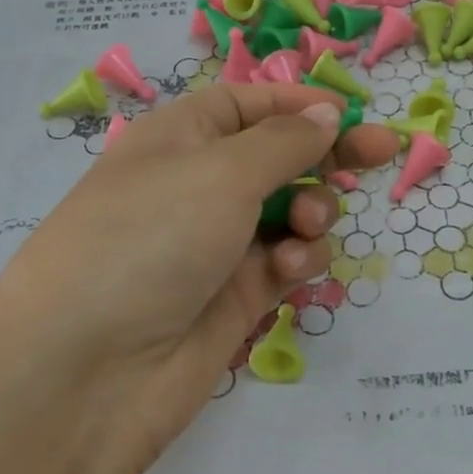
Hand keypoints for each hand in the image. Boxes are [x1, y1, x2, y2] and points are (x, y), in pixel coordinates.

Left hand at [0, 83, 396, 473]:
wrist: (91, 369)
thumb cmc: (150, 239)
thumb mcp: (220, 172)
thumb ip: (285, 142)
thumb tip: (325, 114)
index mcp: (179, 138)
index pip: (247, 105)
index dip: (299, 104)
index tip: (353, 111)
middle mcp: (198, 186)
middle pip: (278, 157)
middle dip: (326, 155)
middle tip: (380, 154)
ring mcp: (218, 244)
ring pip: (291, 212)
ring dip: (313, 211)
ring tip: (306, 228)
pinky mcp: (237, 296)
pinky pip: (287, 261)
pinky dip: (299, 258)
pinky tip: (289, 268)